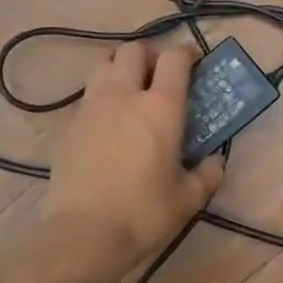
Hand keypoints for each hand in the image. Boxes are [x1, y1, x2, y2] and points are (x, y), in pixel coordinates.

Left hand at [41, 41, 224, 273]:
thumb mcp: (188, 199)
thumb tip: (215, 162)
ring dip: (119, 68)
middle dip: (149, 55)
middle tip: (158, 75)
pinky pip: (86, 96)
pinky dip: (100, 98)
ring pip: (103, 64)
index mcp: (160, 107)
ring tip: (129, 91)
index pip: (174, 59)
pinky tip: (106, 124)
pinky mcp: (67, 125)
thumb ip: (207, 175)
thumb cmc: (143, 213)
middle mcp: (123, 95)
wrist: (83, 233)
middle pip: (133, 50)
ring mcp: (90, 107)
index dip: (186, 54)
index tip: (194, 63)